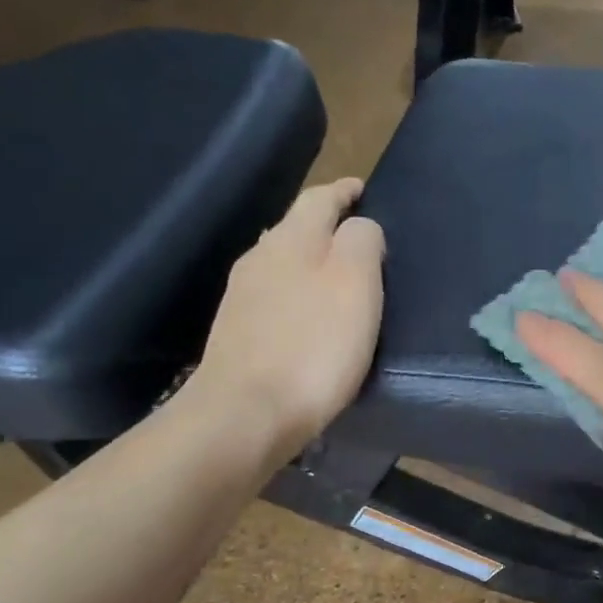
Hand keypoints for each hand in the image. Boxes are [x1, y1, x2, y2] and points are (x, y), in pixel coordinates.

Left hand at [192, 178, 384, 454]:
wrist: (246, 413)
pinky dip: (298, 294)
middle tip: (361, 237)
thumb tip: (361, 226)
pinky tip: (309, 317)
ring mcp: (243, 296)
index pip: (321, 198)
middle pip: (297, 228)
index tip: (364, 190)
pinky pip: (275, 297)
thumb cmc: (314, 346)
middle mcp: (261, 257)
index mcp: (292, 238)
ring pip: (283, 262)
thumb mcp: (356, 283)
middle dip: (328, 226)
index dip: (345, 191)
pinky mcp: (238, 333)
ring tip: (339, 277)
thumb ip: (362, 242)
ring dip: (311, 261)